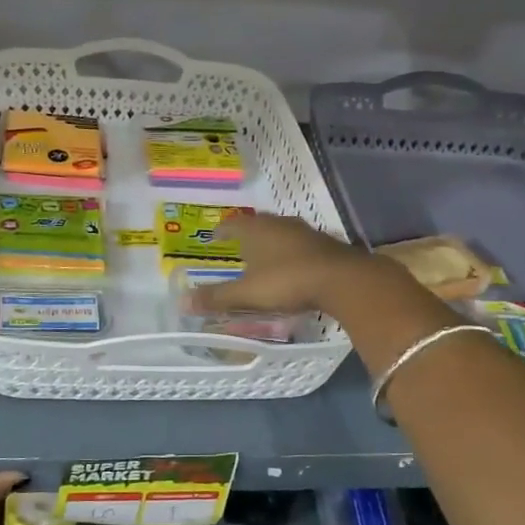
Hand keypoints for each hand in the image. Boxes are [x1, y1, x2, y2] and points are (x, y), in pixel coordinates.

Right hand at [189, 213, 374, 317]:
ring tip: (264, 256)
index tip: (215, 237)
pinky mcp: (326, 244)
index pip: (232, 224)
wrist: (342, 279)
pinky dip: (292, 253)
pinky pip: (301, 245)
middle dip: (247, 234)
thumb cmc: (286, 281)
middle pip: (258, 224)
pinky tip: (293, 266)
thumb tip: (182, 301)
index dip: (222, 231)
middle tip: (238, 246)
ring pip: (281, 232)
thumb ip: (217, 297)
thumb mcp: (247, 293)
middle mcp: (279, 223)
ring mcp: (305, 231)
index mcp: (256, 229)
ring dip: (272, 242)